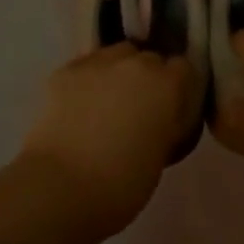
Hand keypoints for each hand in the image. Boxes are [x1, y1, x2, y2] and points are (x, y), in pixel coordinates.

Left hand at [20, 43, 194, 233]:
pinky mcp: (65, 70)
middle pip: (149, 58)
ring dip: (118, 72)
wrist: (60, 187)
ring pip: (116, 55)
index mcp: (166, 85)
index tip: (171, 107)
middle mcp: (136, 63)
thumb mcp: (161, 156)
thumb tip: (159, 120)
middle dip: (148, 77)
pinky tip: (78, 105)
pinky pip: (85, 67)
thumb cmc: (121, 185)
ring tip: (107, 101)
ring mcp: (98, 62)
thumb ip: (166, 126)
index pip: (183, 68)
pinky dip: (87, 81)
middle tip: (138, 108)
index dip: (178, 86)